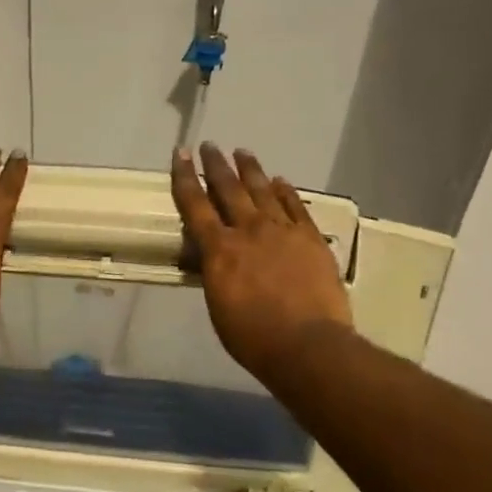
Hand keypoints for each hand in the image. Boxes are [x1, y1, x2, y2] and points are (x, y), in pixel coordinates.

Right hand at [170, 142, 352, 384]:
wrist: (308, 345)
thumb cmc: (253, 337)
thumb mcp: (217, 305)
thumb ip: (214, 272)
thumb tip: (212, 254)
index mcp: (219, 249)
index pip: (195, 204)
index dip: (185, 177)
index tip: (180, 153)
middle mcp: (248, 231)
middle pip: (228, 189)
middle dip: (216, 165)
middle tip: (209, 145)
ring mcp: (283, 231)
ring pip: (263, 191)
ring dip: (250, 169)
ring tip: (242, 152)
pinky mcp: (311, 238)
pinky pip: (295, 206)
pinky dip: (285, 191)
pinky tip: (280, 180)